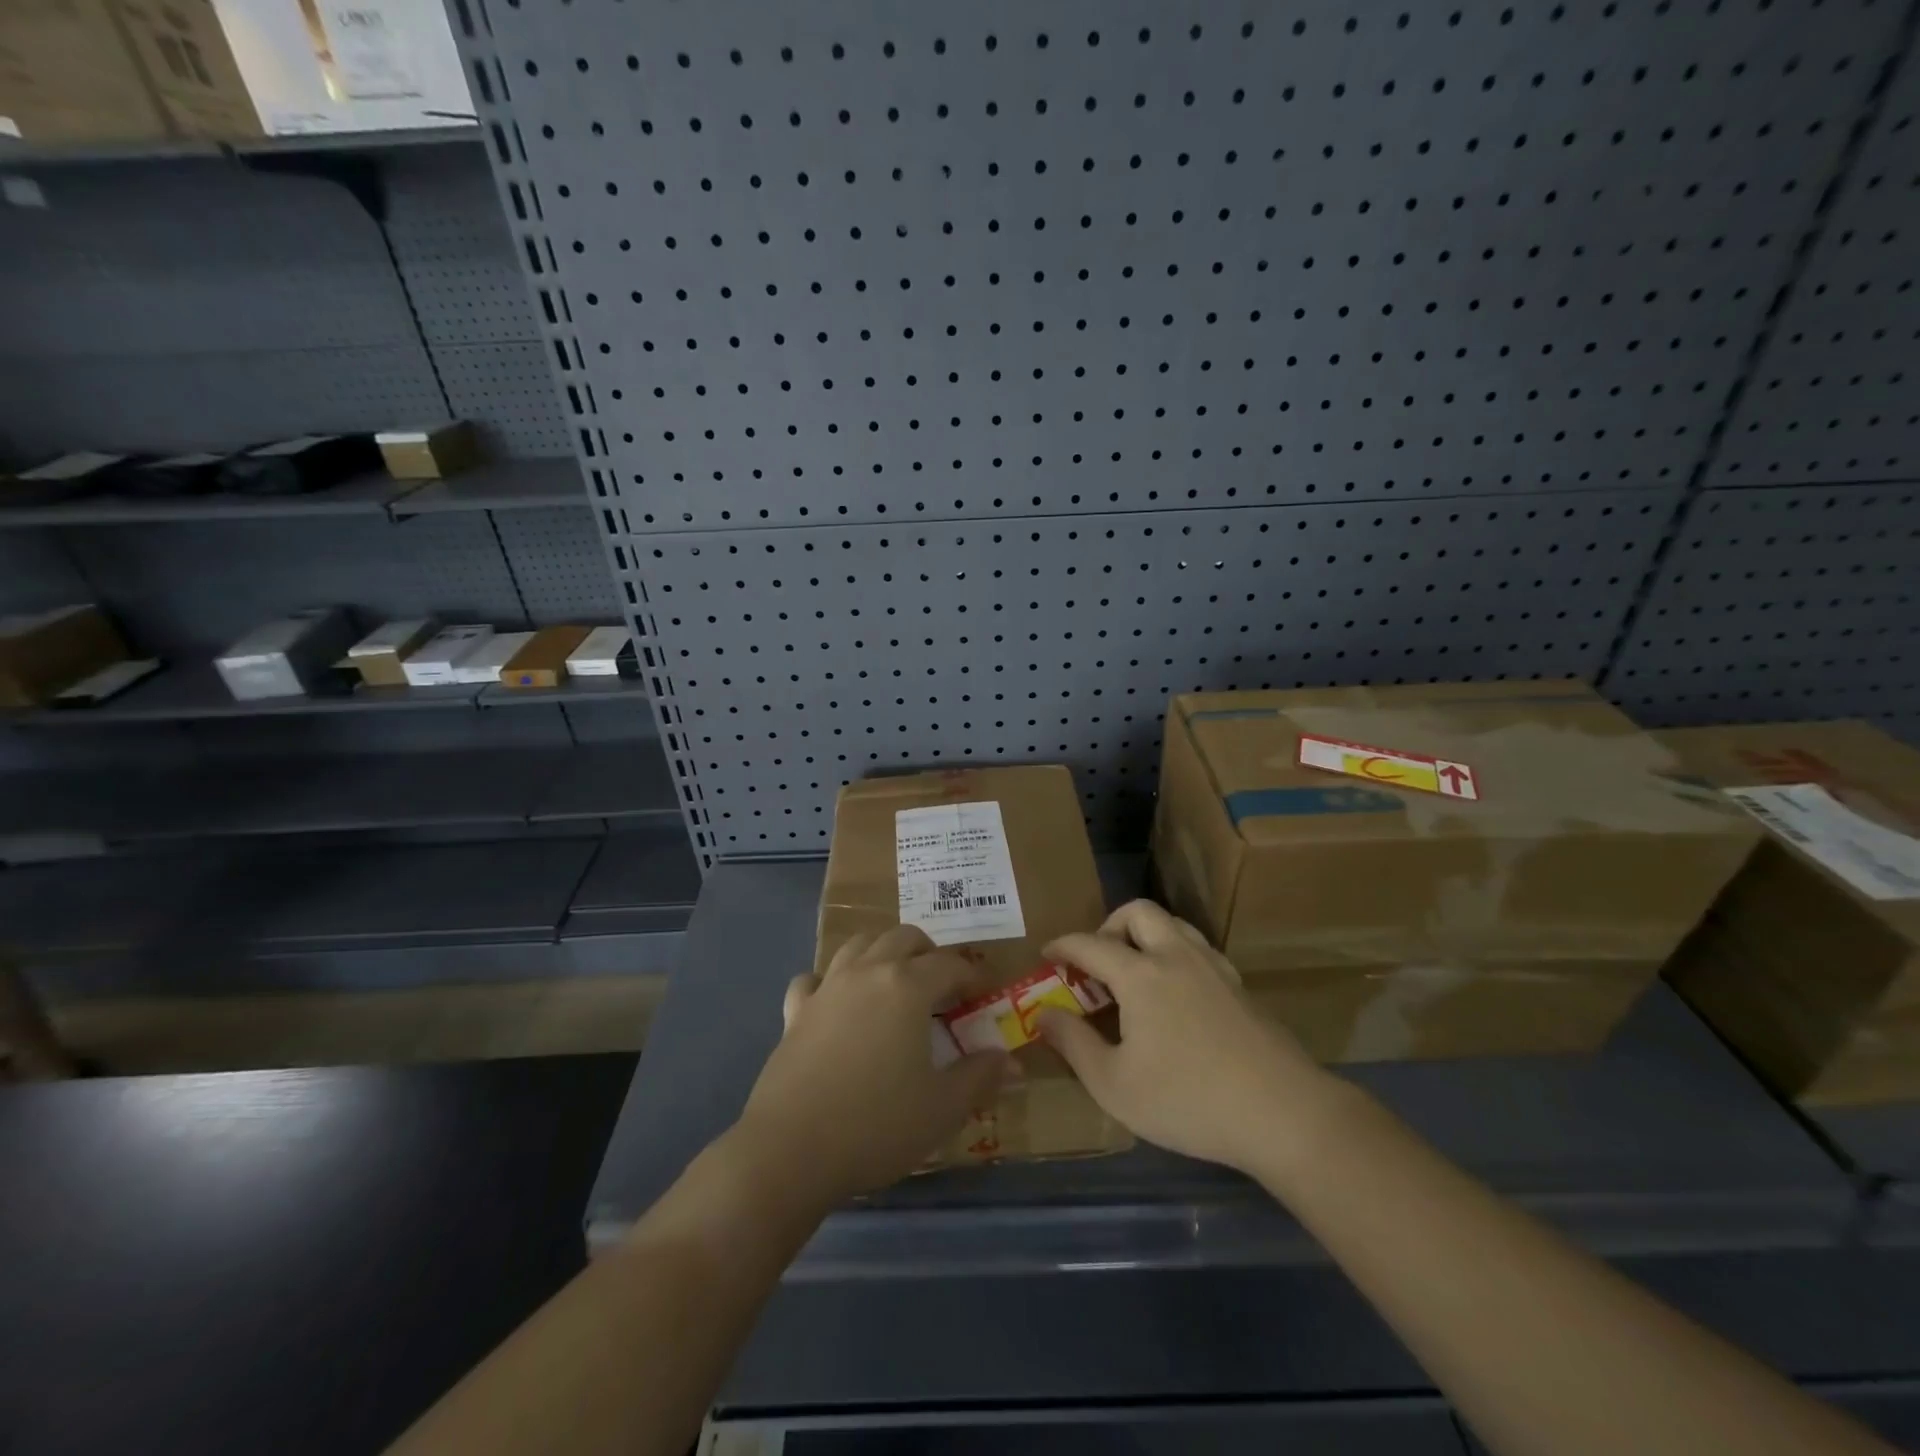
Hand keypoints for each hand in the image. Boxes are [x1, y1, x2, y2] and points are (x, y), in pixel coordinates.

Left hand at [734, 925, 1012, 1205]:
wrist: (791, 1149)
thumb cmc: (877, 1124)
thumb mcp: (942, 1108)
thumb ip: (980, 1077)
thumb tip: (1010, 1061)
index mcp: (908, 986)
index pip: (949, 965)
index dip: (971, 977)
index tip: (983, 995)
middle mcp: (868, 972)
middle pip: (903, 937)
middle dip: (928, 953)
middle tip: (941, 987)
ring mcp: (827, 987)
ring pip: (859, 945)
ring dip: (882, 953)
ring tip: (894, 983)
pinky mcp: (795, 1011)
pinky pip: (814, 979)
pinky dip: (829, 982)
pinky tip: (835, 1004)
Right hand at [1040, 900, 1333, 1173]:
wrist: (1283, 1113)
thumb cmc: (1188, 1100)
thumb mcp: (1114, 1084)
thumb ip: (1073, 1043)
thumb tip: (1043, 1014)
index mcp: (1140, 974)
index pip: (1090, 943)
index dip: (1062, 945)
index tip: (1046, 954)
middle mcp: (1176, 956)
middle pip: (1138, 912)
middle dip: (1109, 926)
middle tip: (1097, 962)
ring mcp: (1214, 968)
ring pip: (1173, 925)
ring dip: (1145, 935)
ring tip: (1134, 974)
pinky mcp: (1239, 987)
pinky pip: (1197, 949)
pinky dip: (1174, 955)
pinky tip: (1174, 997)